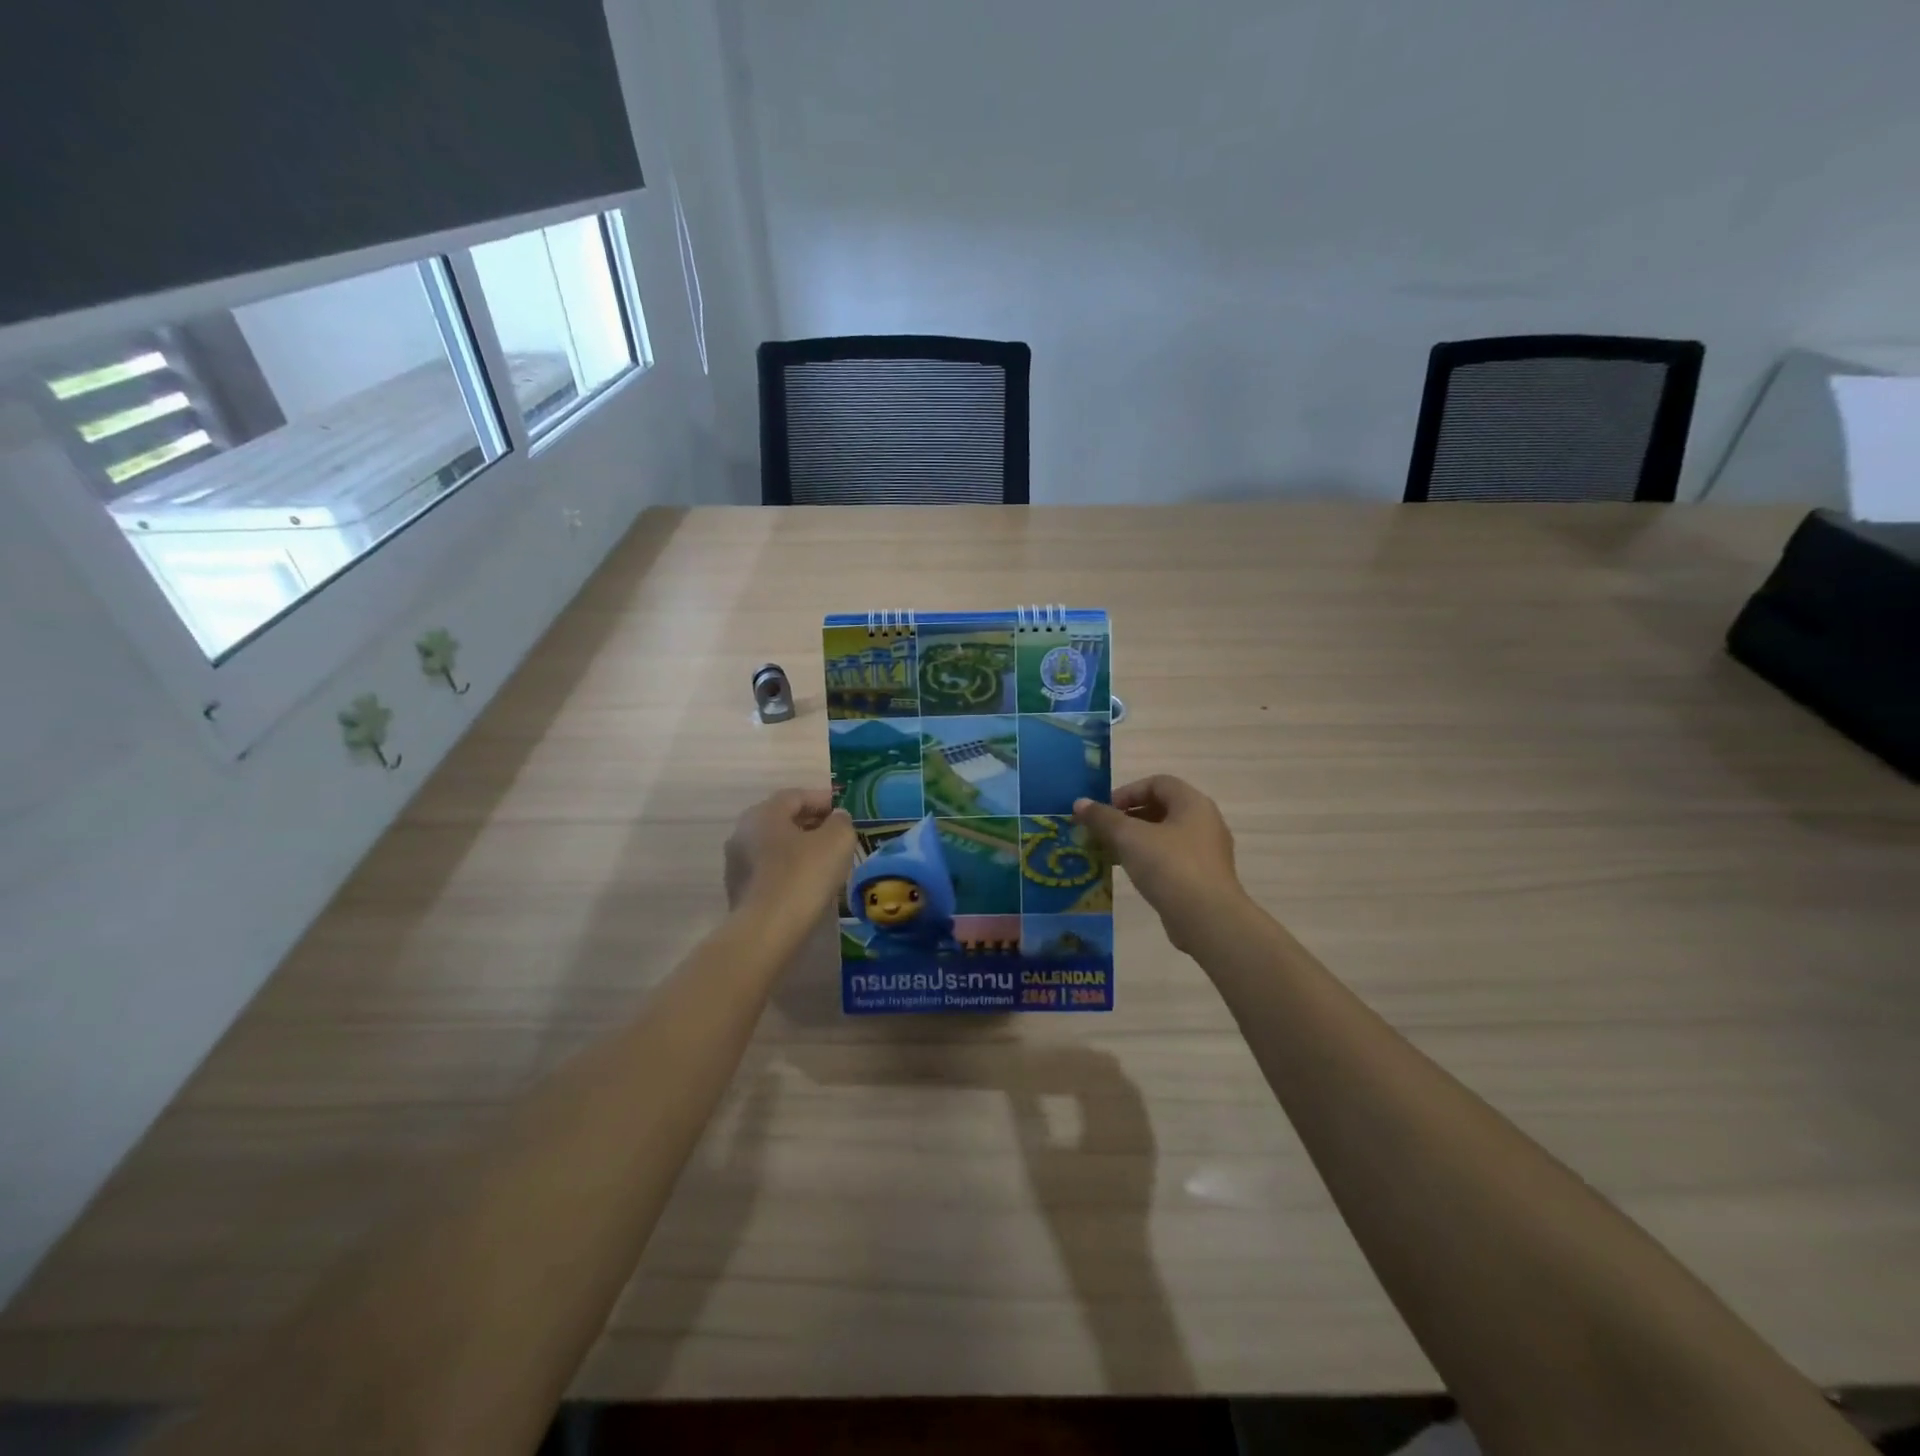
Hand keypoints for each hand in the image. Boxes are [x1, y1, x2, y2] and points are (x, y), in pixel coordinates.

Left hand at [724, 788, 855, 915]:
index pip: (796, 796)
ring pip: (774, 846)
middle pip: (782, 820)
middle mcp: (743, 832)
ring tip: (825, 861)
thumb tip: (836, 818)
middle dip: (810, 824)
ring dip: (798, 848)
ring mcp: (736, 863)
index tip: (843, 811)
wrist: (767, 930)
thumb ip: (841, 822)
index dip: (822, 800)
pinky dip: (788, 870)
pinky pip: (768, 870)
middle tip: (836, 834)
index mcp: (764, 813)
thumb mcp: (836, 841)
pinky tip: (806, 883)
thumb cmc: (803, 876)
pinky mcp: (738, 891)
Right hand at [1073, 776, 1247, 950]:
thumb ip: (1102, 818)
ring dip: (1136, 840)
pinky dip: (1149, 859)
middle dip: (1128, 817)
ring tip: (1110, 853)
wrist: (1206, 918)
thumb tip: (1079, 803)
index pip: (1157, 783)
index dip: (1127, 792)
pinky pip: (1172, 858)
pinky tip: (1130, 873)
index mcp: (1193, 803)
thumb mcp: (1129, 837)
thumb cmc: (1169, 866)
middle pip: (1161, 808)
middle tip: (1103, 832)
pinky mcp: (1203, 877)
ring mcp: (1207, 852)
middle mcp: (1205, 822)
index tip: (1104, 811)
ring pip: (1165, 836)